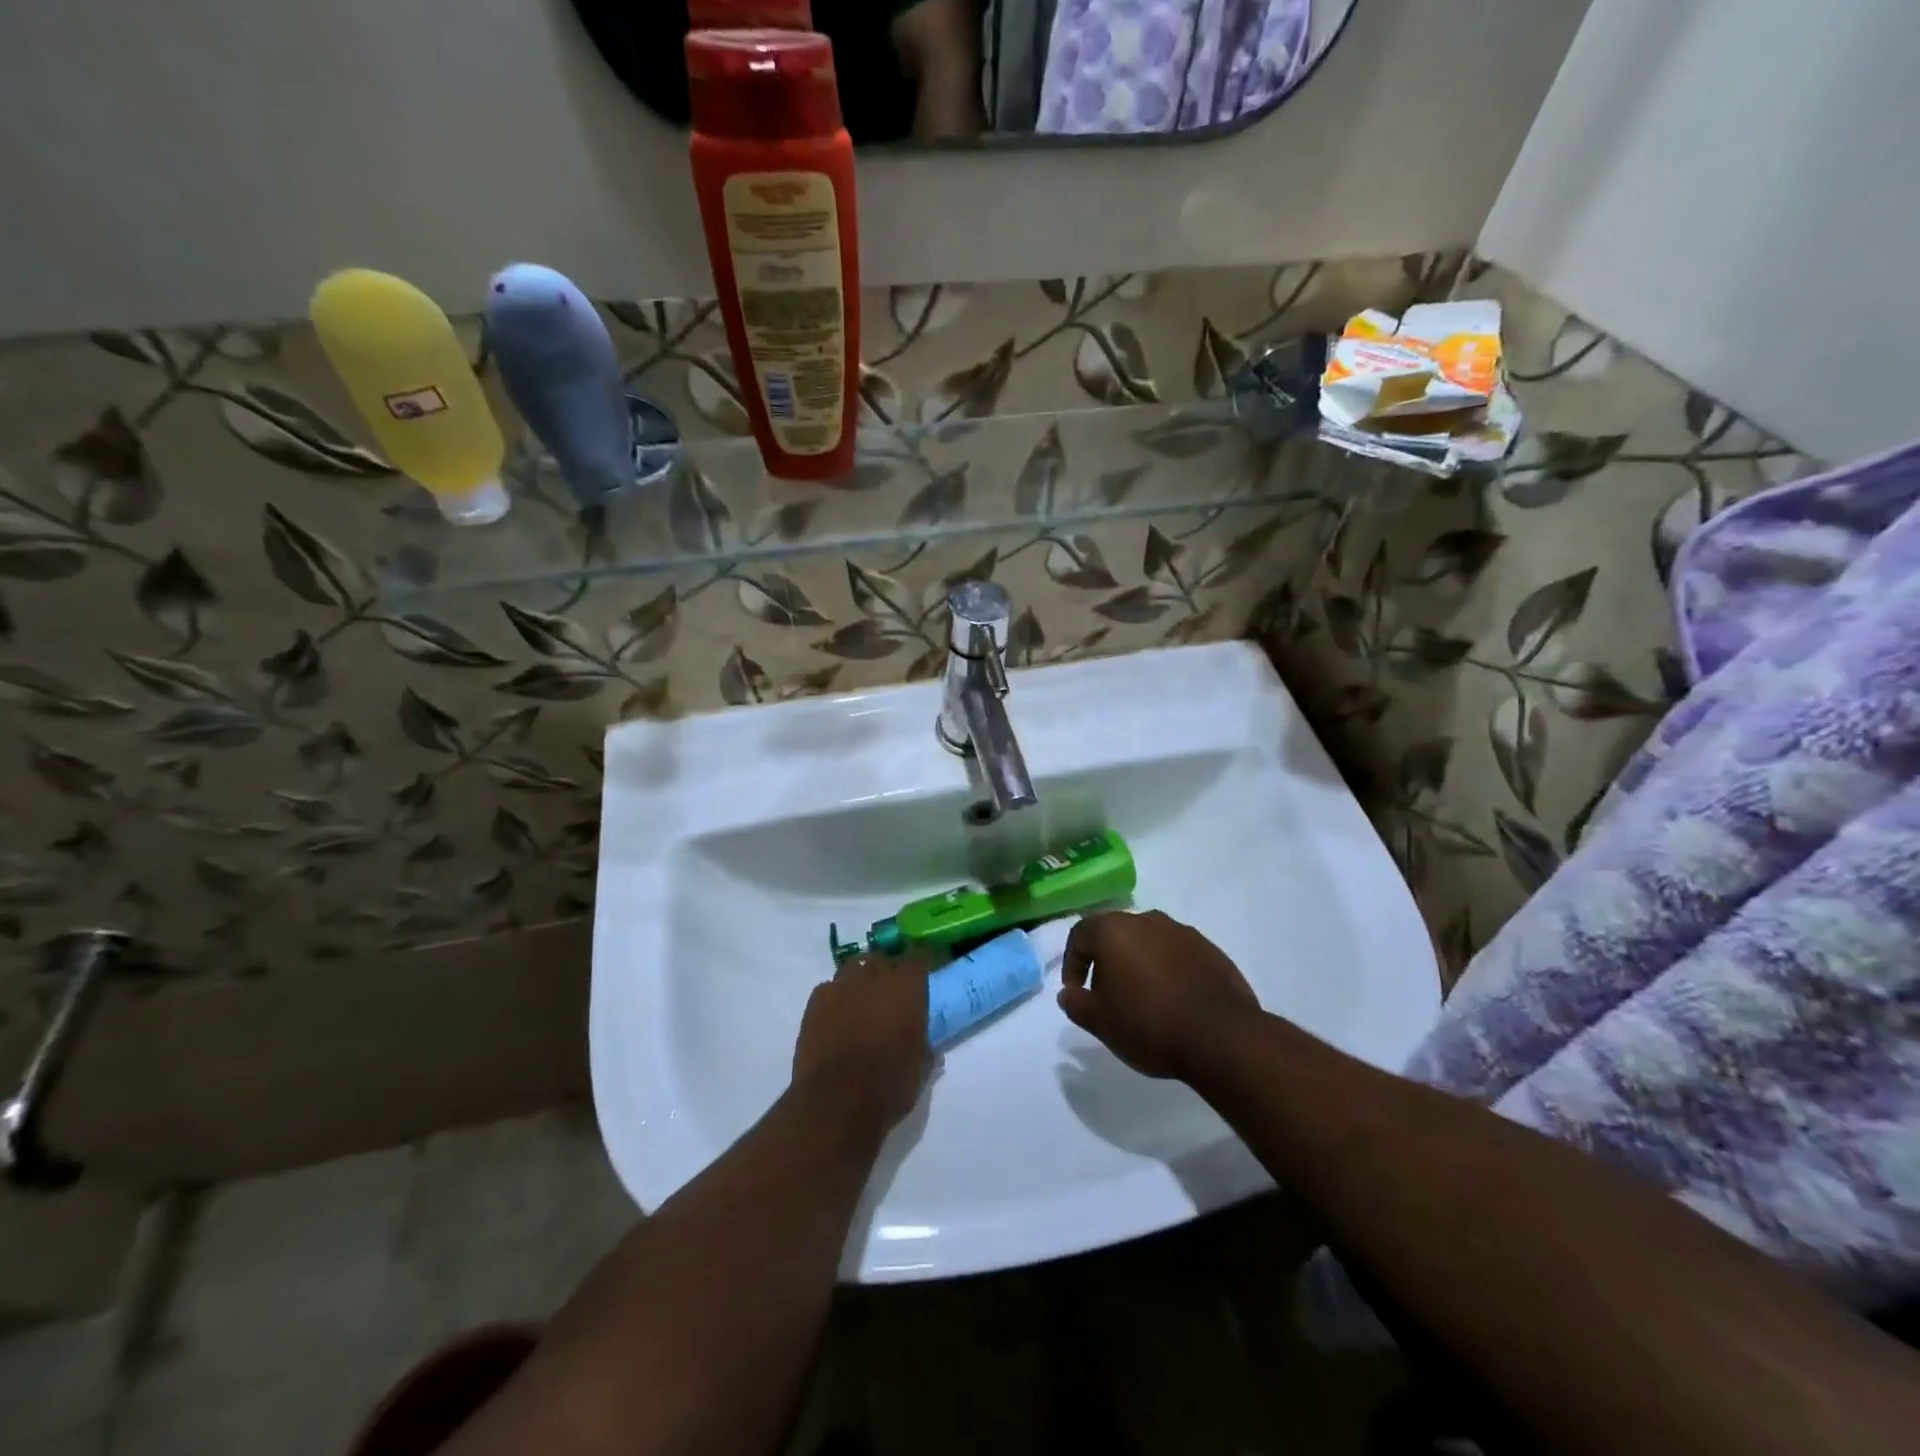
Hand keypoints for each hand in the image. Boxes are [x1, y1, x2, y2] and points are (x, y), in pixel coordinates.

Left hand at [792, 952, 933, 1137]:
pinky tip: (836, 1018)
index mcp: (906, 988)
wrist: (836, 1102)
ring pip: (853, 969)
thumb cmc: (889, 1085)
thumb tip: (927, 1046)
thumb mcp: (920, 1069)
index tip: (924, 974)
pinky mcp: (815, 1002)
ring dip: (860, 981)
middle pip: (882, 959)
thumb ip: (925, 1048)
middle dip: (887, 972)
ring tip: (861, 1002)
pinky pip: (829, 989)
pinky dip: (836, 998)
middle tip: (891, 994)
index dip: (921, 964)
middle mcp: (874, 977)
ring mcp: (841, 986)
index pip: (918, 958)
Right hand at [1059, 911, 1261, 1079]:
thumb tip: (1069, 994)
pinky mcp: (1210, 949)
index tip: (1077, 992)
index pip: (1080, 935)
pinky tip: (1173, 1001)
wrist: (1222, 1037)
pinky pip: (1177, 954)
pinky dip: (1168, 970)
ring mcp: (1182, 932)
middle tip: (1107, 996)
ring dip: (1139, 964)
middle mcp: (1147, 920)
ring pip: (1148, 942)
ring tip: (1142, 999)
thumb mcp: (1100, 1022)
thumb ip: (1076, 1004)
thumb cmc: (1149, 1024)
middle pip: (1116, 934)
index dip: (1072, 963)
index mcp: (1115, 930)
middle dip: (1106, 961)